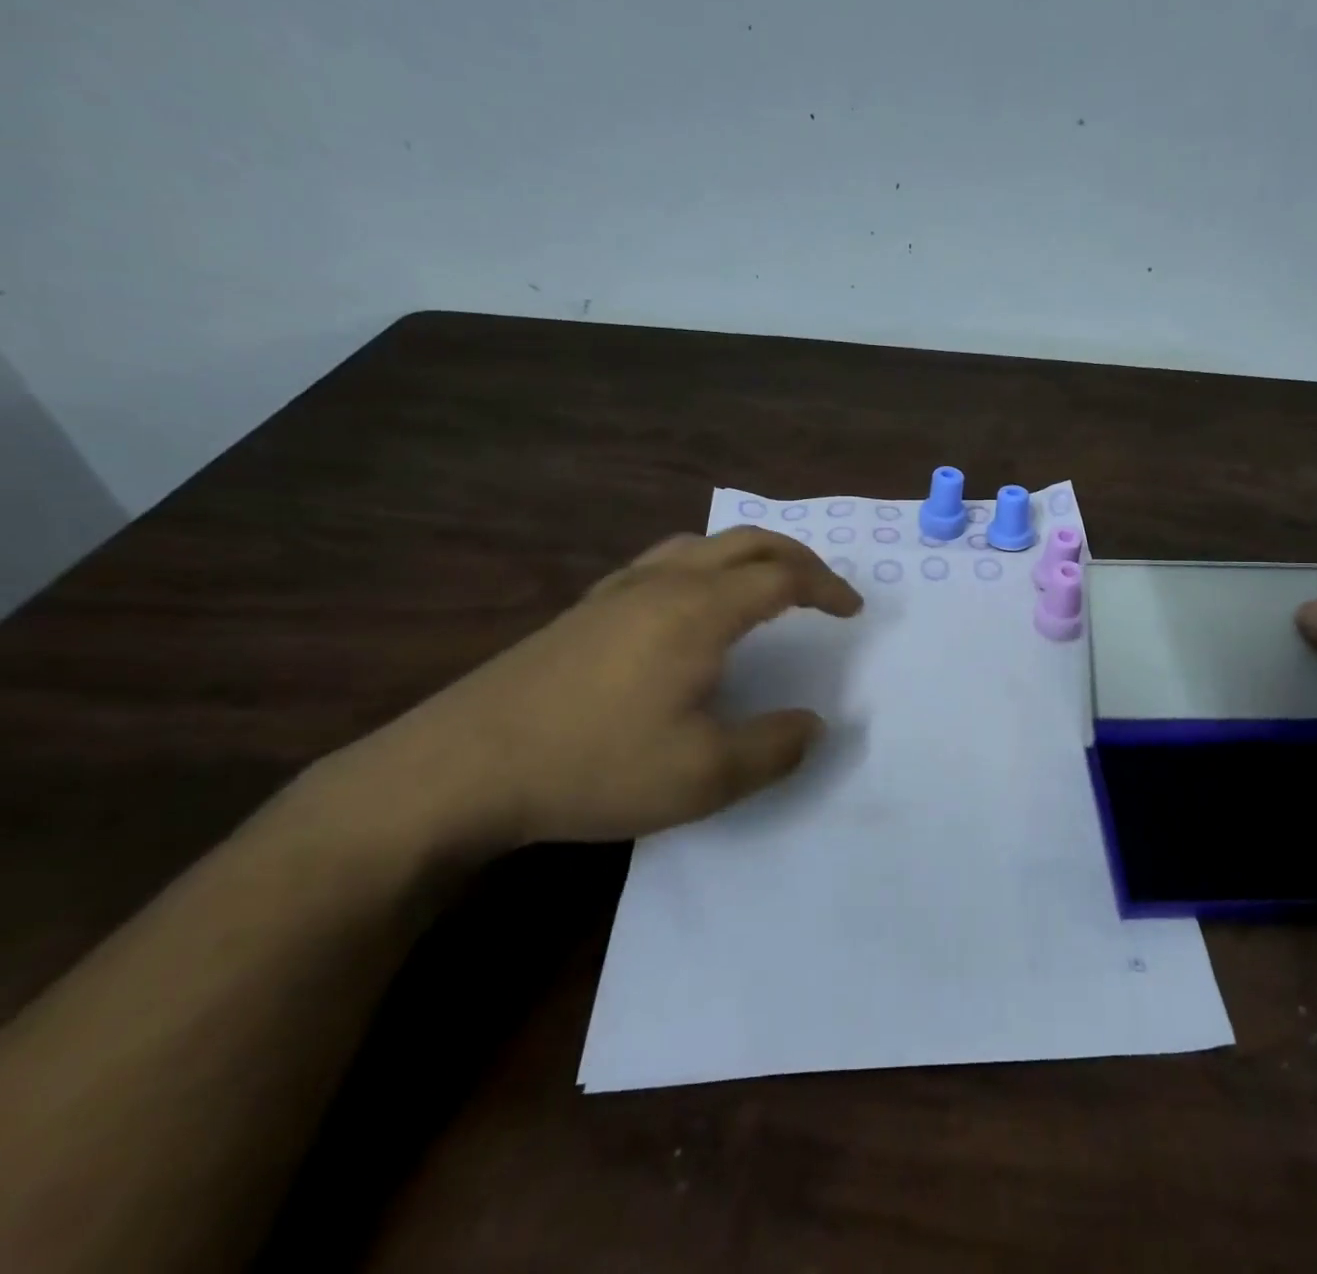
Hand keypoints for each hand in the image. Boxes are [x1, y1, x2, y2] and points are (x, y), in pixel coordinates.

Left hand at [309, 527, 863, 857]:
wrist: (462, 768)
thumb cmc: (594, 765)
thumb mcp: (705, 776)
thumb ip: (775, 748)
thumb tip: (815, 726)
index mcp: (701, 610)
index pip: (783, 577)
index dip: (827, 588)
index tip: (852, 612)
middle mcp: (665, 583)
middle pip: (747, 542)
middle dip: (796, 558)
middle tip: (823, 589)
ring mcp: (618, 591)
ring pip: (700, 545)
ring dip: (747, 555)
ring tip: (765, 586)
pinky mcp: (585, 609)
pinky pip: (661, 562)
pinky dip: (701, 566)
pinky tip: (688, 604)